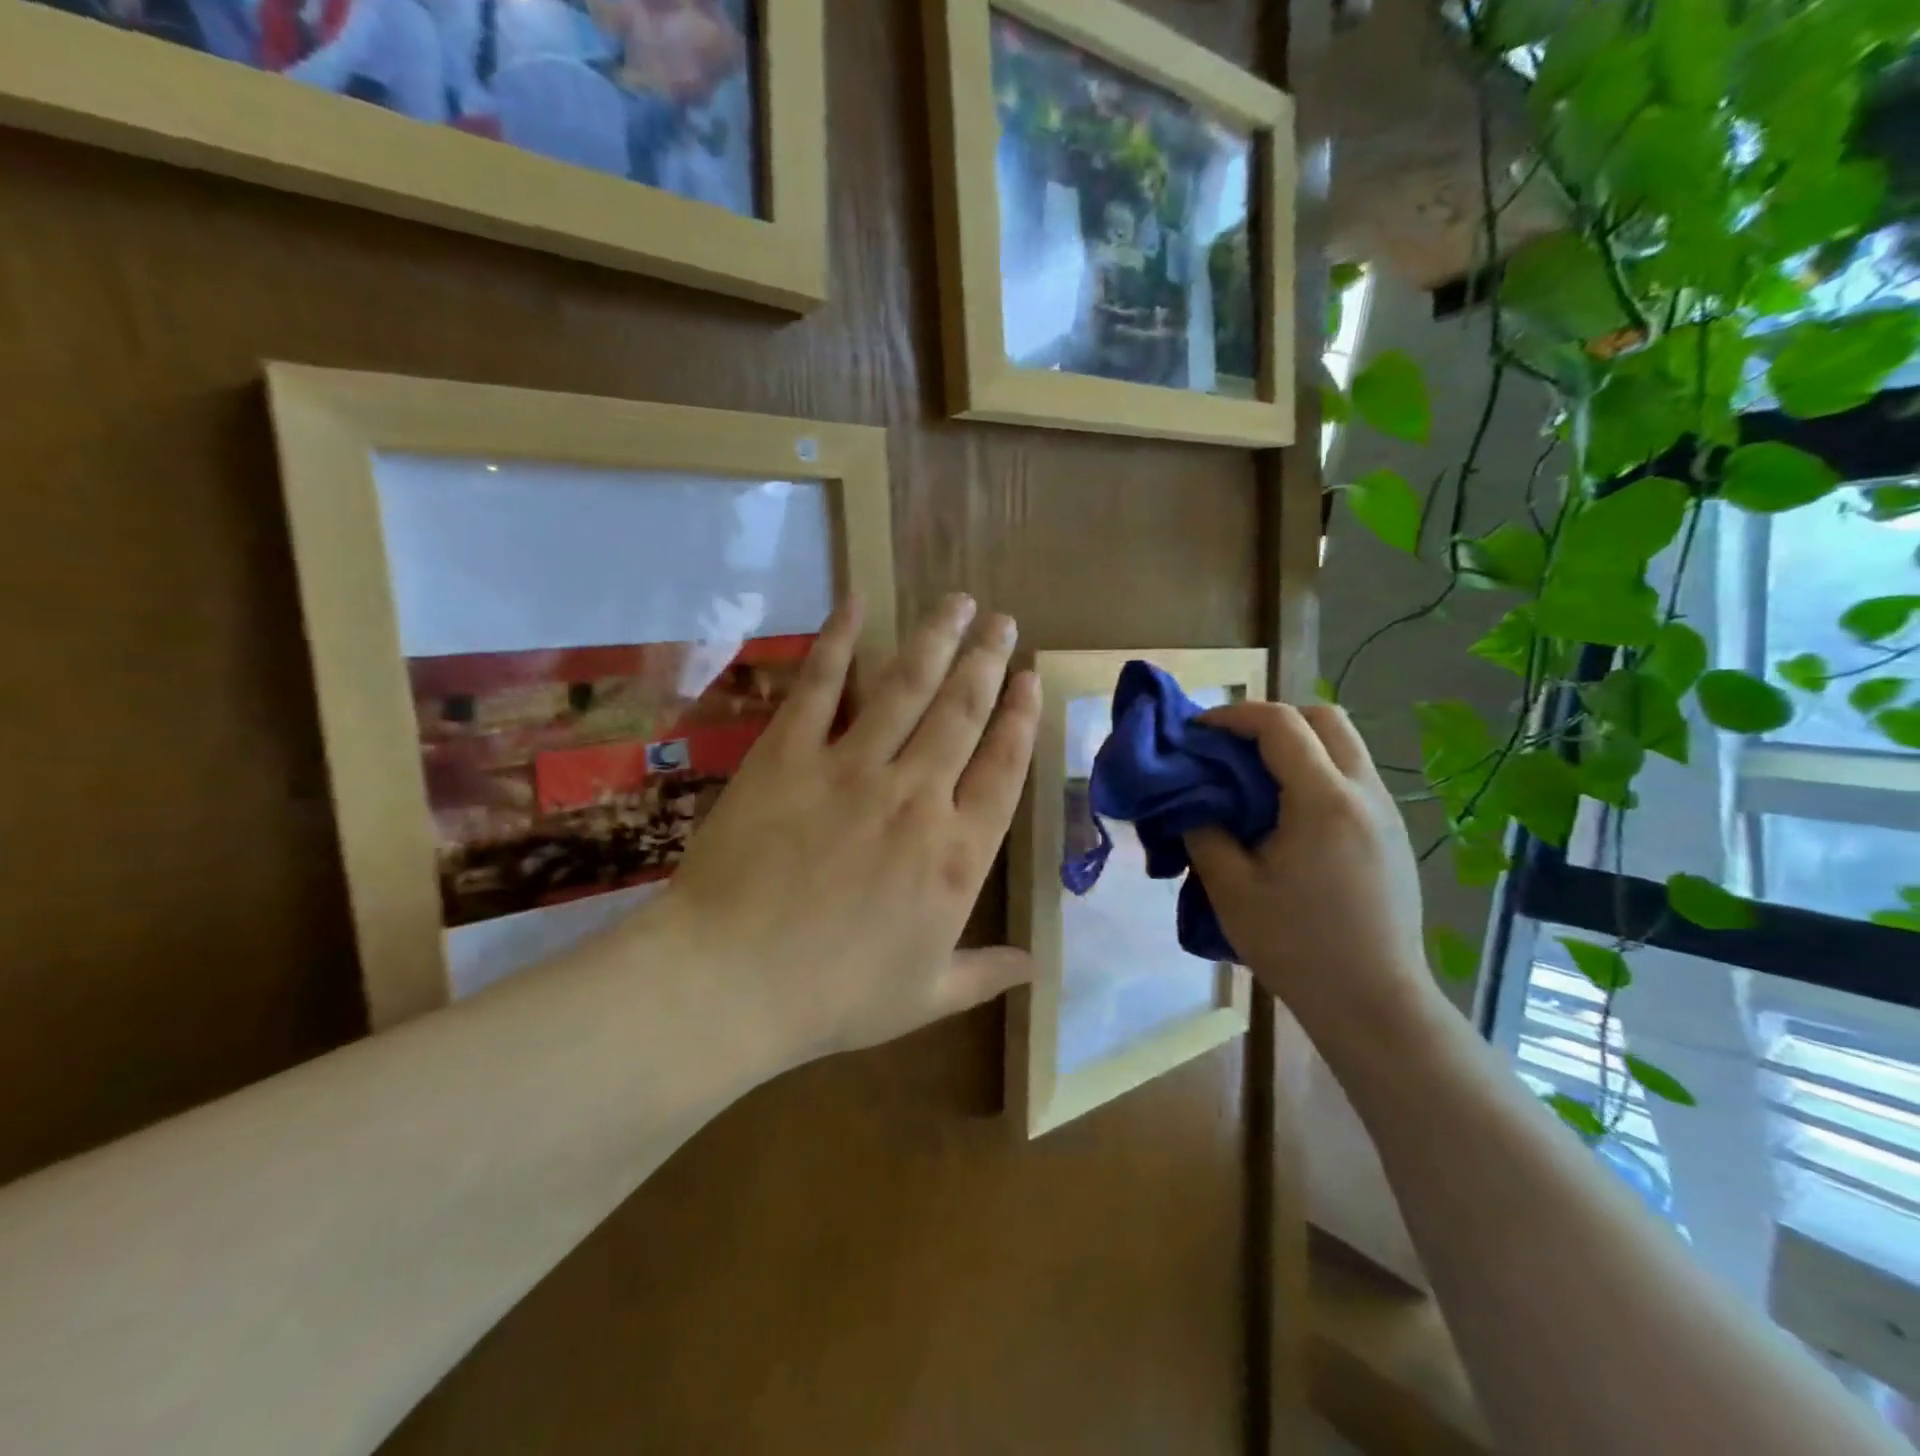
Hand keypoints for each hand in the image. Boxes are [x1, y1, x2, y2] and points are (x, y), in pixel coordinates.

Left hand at [635, 593, 1041, 1066]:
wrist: (731, 983)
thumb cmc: (834, 997)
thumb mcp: (925, 996)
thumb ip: (986, 972)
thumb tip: (1036, 966)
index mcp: (957, 853)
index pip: (1005, 766)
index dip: (1022, 717)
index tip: (1031, 679)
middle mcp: (916, 795)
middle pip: (963, 711)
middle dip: (988, 660)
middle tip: (1004, 622)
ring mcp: (851, 767)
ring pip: (907, 686)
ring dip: (937, 638)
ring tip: (959, 602)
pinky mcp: (788, 754)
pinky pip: (820, 686)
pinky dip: (838, 639)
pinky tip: (857, 602)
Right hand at [1183, 703, 1433, 1040]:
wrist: (1374, 1003)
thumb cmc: (1297, 946)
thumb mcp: (1231, 889)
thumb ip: (1205, 832)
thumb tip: (1194, 800)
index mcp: (1324, 800)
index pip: (1280, 724)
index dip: (1233, 716)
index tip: (1196, 731)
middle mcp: (1364, 793)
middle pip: (1325, 718)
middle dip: (1273, 720)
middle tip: (1231, 748)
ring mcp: (1386, 812)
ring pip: (1344, 745)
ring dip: (1297, 745)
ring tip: (1254, 780)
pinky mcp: (1392, 835)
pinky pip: (1353, 777)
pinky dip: (1316, 772)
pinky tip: (1288, 816)